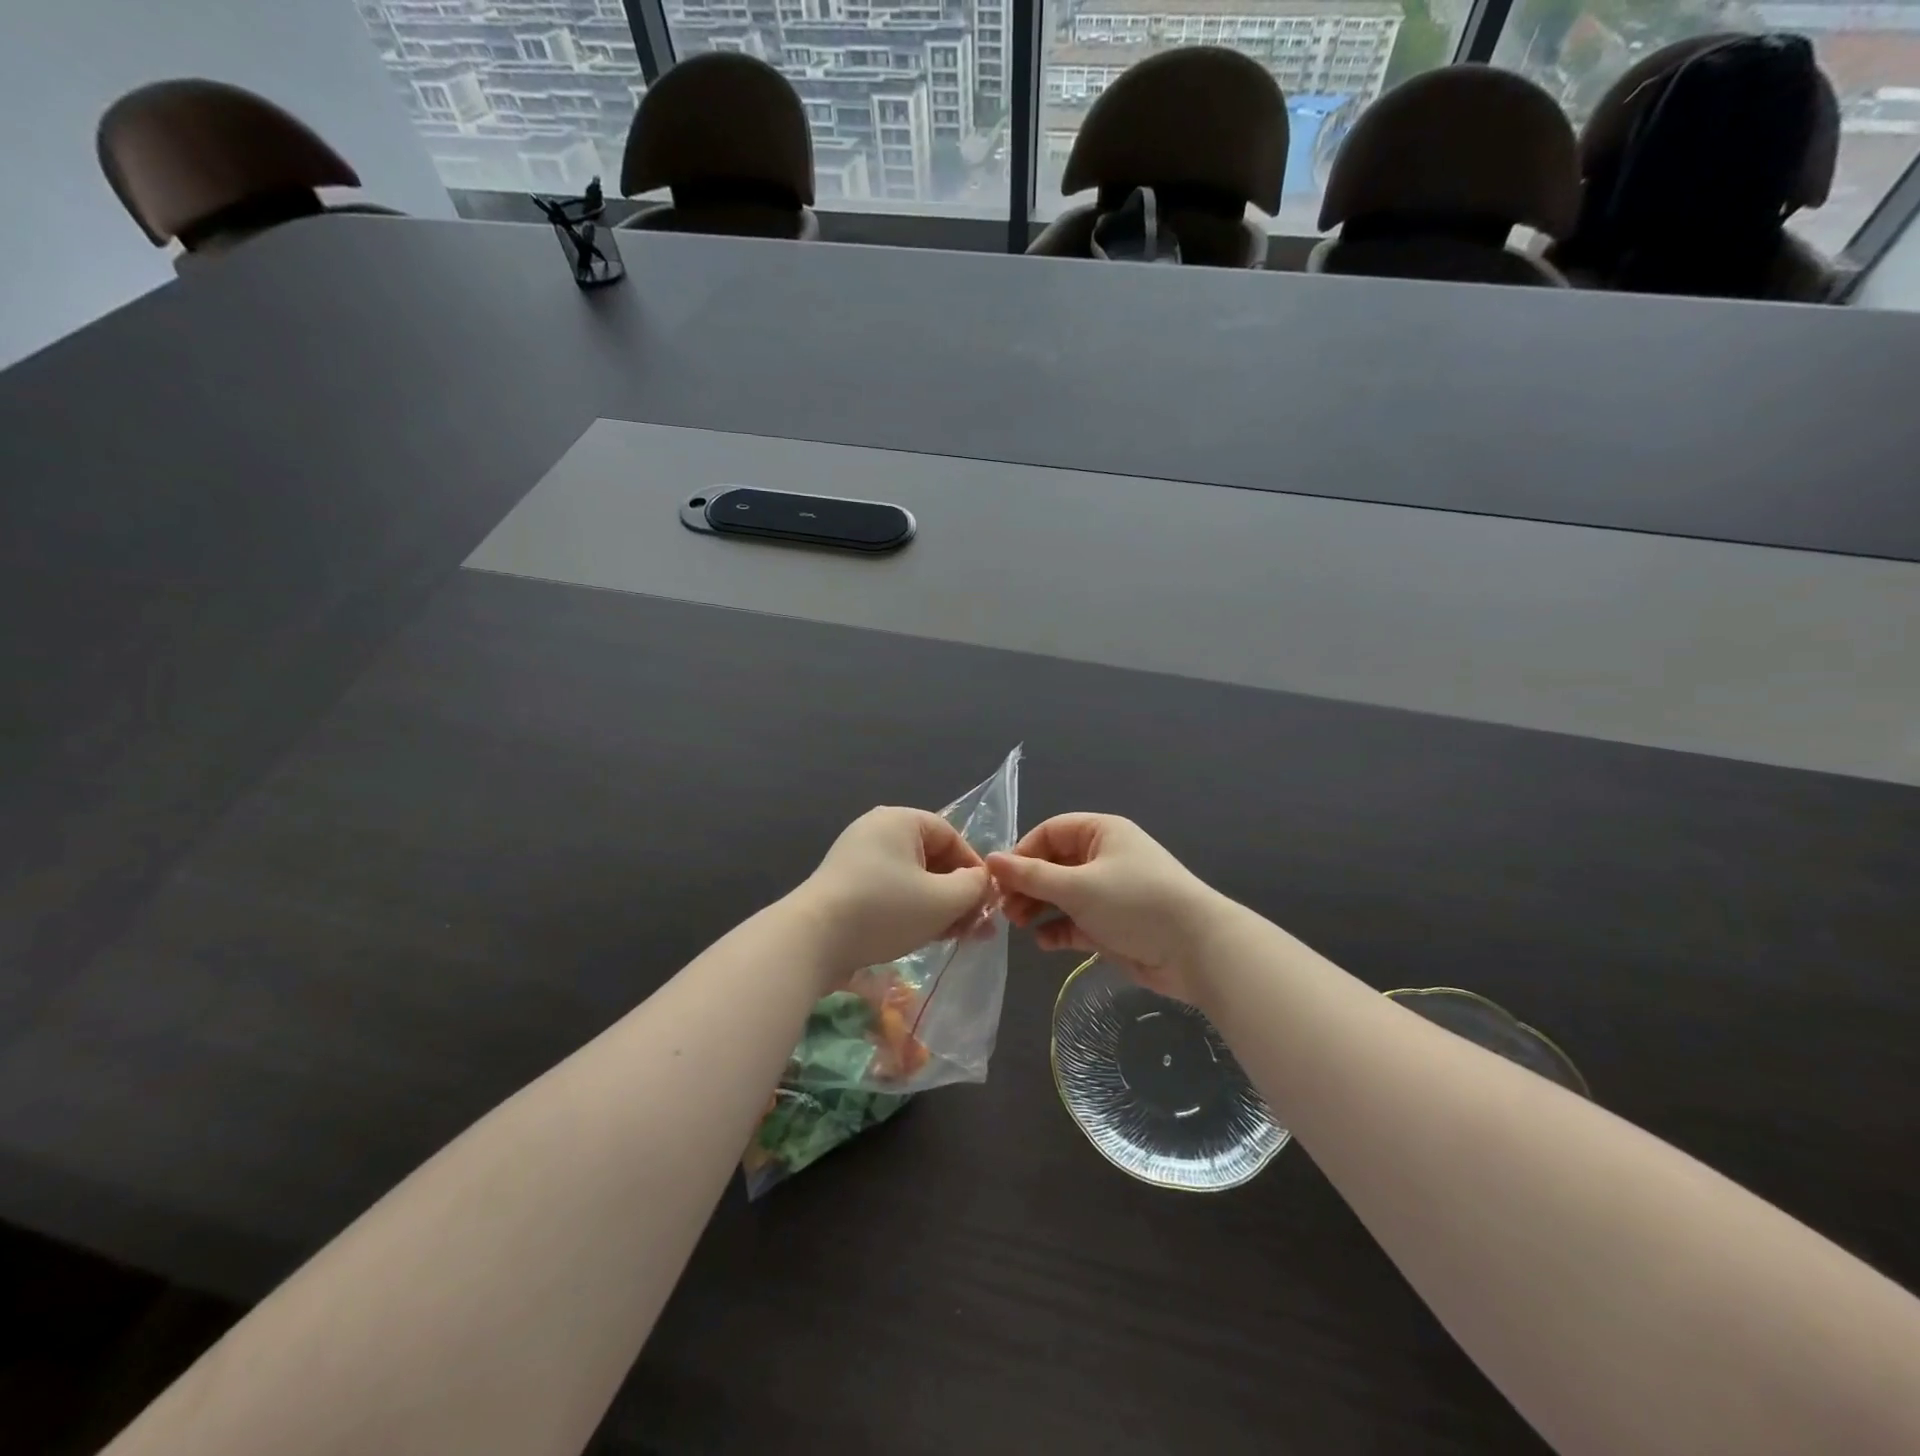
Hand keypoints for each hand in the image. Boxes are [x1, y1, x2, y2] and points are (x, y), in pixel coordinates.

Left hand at [794, 807, 991, 979]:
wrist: (812, 940)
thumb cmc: (884, 910)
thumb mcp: (941, 900)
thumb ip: (972, 887)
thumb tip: (981, 882)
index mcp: (899, 820)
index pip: (950, 836)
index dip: (974, 867)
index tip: (987, 900)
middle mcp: (877, 831)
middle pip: (931, 858)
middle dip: (958, 893)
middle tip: (977, 926)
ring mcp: (857, 859)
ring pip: (912, 879)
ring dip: (938, 906)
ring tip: (956, 937)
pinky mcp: (845, 887)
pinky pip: (890, 892)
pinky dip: (912, 910)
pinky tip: (926, 937)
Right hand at [988, 814, 1222, 1002]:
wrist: (1195, 950)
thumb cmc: (1134, 902)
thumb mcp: (1077, 886)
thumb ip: (1031, 875)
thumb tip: (990, 860)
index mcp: (1101, 833)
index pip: (1050, 832)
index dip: (1023, 852)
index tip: (1000, 879)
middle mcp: (1104, 858)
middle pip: (1053, 864)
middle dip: (1027, 884)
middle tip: (1004, 908)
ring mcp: (1109, 893)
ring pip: (1062, 895)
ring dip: (1039, 908)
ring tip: (1019, 926)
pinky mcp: (1112, 925)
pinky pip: (1076, 922)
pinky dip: (1058, 929)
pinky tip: (1045, 943)